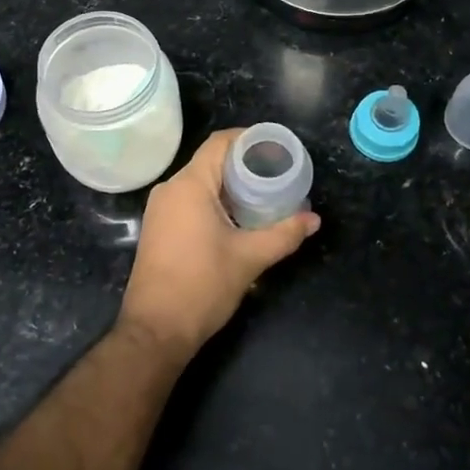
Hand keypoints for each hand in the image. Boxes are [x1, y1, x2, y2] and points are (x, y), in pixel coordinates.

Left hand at [119, 129, 319, 357]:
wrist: (155, 330)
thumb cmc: (202, 286)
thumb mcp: (249, 258)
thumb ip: (284, 234)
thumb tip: (314, 220)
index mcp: (189, 185)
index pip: (219, 143)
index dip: (248, 138)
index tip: (276, 147)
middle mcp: (170, 189)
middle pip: (210, 161)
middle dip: (244, 165)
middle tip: (277, 174)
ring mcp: (160, 210)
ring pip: (199, 183)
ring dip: (230, 185)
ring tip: (263, 195)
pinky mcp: (158, 228)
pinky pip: (189, 201)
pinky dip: (214, 201)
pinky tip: (238, 218)